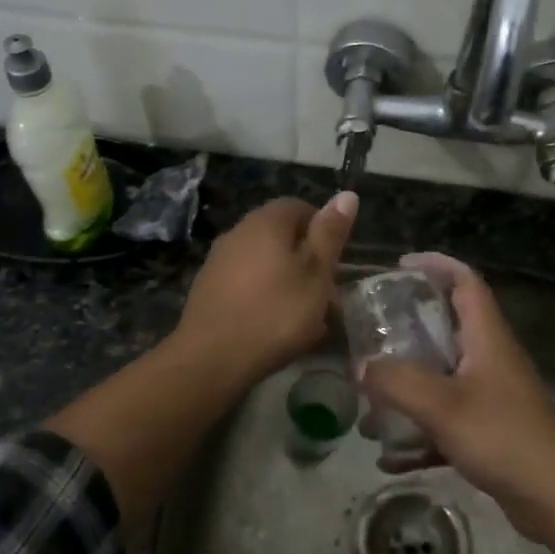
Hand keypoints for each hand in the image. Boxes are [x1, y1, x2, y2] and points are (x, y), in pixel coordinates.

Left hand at [176, 193, 356, 382]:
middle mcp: (238, 232)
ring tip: (304, 314)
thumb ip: (330, 235)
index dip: (322, 229)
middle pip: (279, 234)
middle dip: (305, 258)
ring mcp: (218, 260)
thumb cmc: (275, 314)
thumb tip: (346, 194)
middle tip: (325, 291)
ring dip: (285, 279)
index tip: (336, 260)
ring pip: (263, 260)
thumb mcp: (316, 275)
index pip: (299, 206)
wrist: (211, 358)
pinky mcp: (207, 288)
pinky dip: (263, 295)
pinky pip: (245, 282)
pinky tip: (273, 324)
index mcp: (266, 222)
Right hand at [359, 254, 554, 540]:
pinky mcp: (490, 431)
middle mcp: (490, 359)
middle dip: (409, 327)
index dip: (436, 265)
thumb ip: (397, 383)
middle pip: (448, 327)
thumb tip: (360, 367)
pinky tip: (389, 458)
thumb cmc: (502, 437)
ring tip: (369, 400)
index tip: (400, 266)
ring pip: (443, 376)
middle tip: (372, 333)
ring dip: (408, 385)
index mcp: (487, 337)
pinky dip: (419, 432)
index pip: (465, 281)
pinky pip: (446, 420)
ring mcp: (492, 396)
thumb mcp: (442, 406)